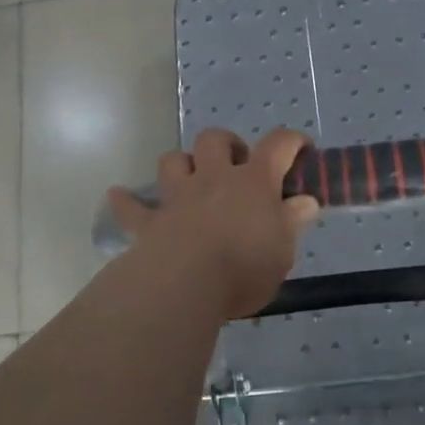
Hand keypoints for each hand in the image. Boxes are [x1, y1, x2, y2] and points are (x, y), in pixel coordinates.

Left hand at [106, 128, 319, 318]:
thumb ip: (292, 222)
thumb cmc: (244, 267)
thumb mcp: (283, 250)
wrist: (185, 284)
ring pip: (173, 161)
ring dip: (181, 164)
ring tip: (190, 179)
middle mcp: (214, 178)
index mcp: (254, 182)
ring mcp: (178, 197)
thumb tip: (305, 202)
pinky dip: (125, 200)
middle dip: (227, 144)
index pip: (278, 145)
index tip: (301, 149)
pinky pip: (131, 206)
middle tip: (237, 166)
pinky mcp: (150, 221)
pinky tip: (119, 196)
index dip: (292, 141)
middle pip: (215, 140)